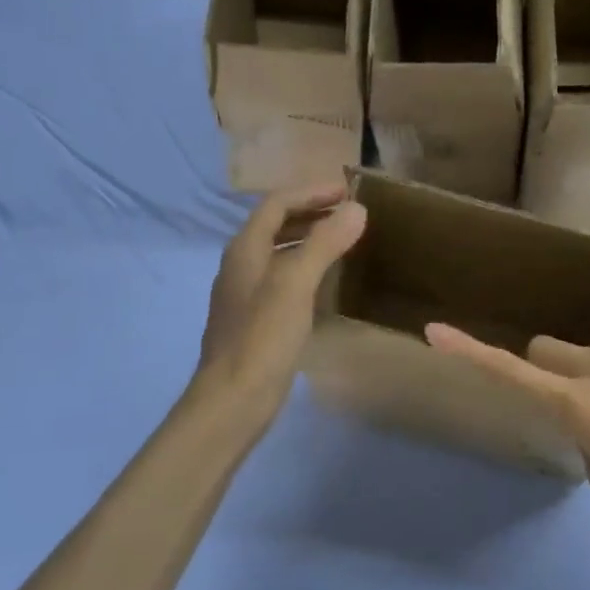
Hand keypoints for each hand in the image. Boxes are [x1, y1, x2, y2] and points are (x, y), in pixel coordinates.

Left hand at [195, 184, 366, 426]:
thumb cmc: (263, 336)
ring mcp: (246, 294)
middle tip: (350, 213)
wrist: (233, 399)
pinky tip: (328, 282)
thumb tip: (356, 209)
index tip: (348, 190)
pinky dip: (306, 268)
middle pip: (276, 225)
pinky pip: (283, 279)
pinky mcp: (256, 320)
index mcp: (245, 249)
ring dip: (309, 239)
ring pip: (280, 252)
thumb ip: (325, 242)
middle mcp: (242, 265)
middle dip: (312, 213)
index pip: (277, 203)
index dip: (311, 192)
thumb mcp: (296, 283)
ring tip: (344, 240)